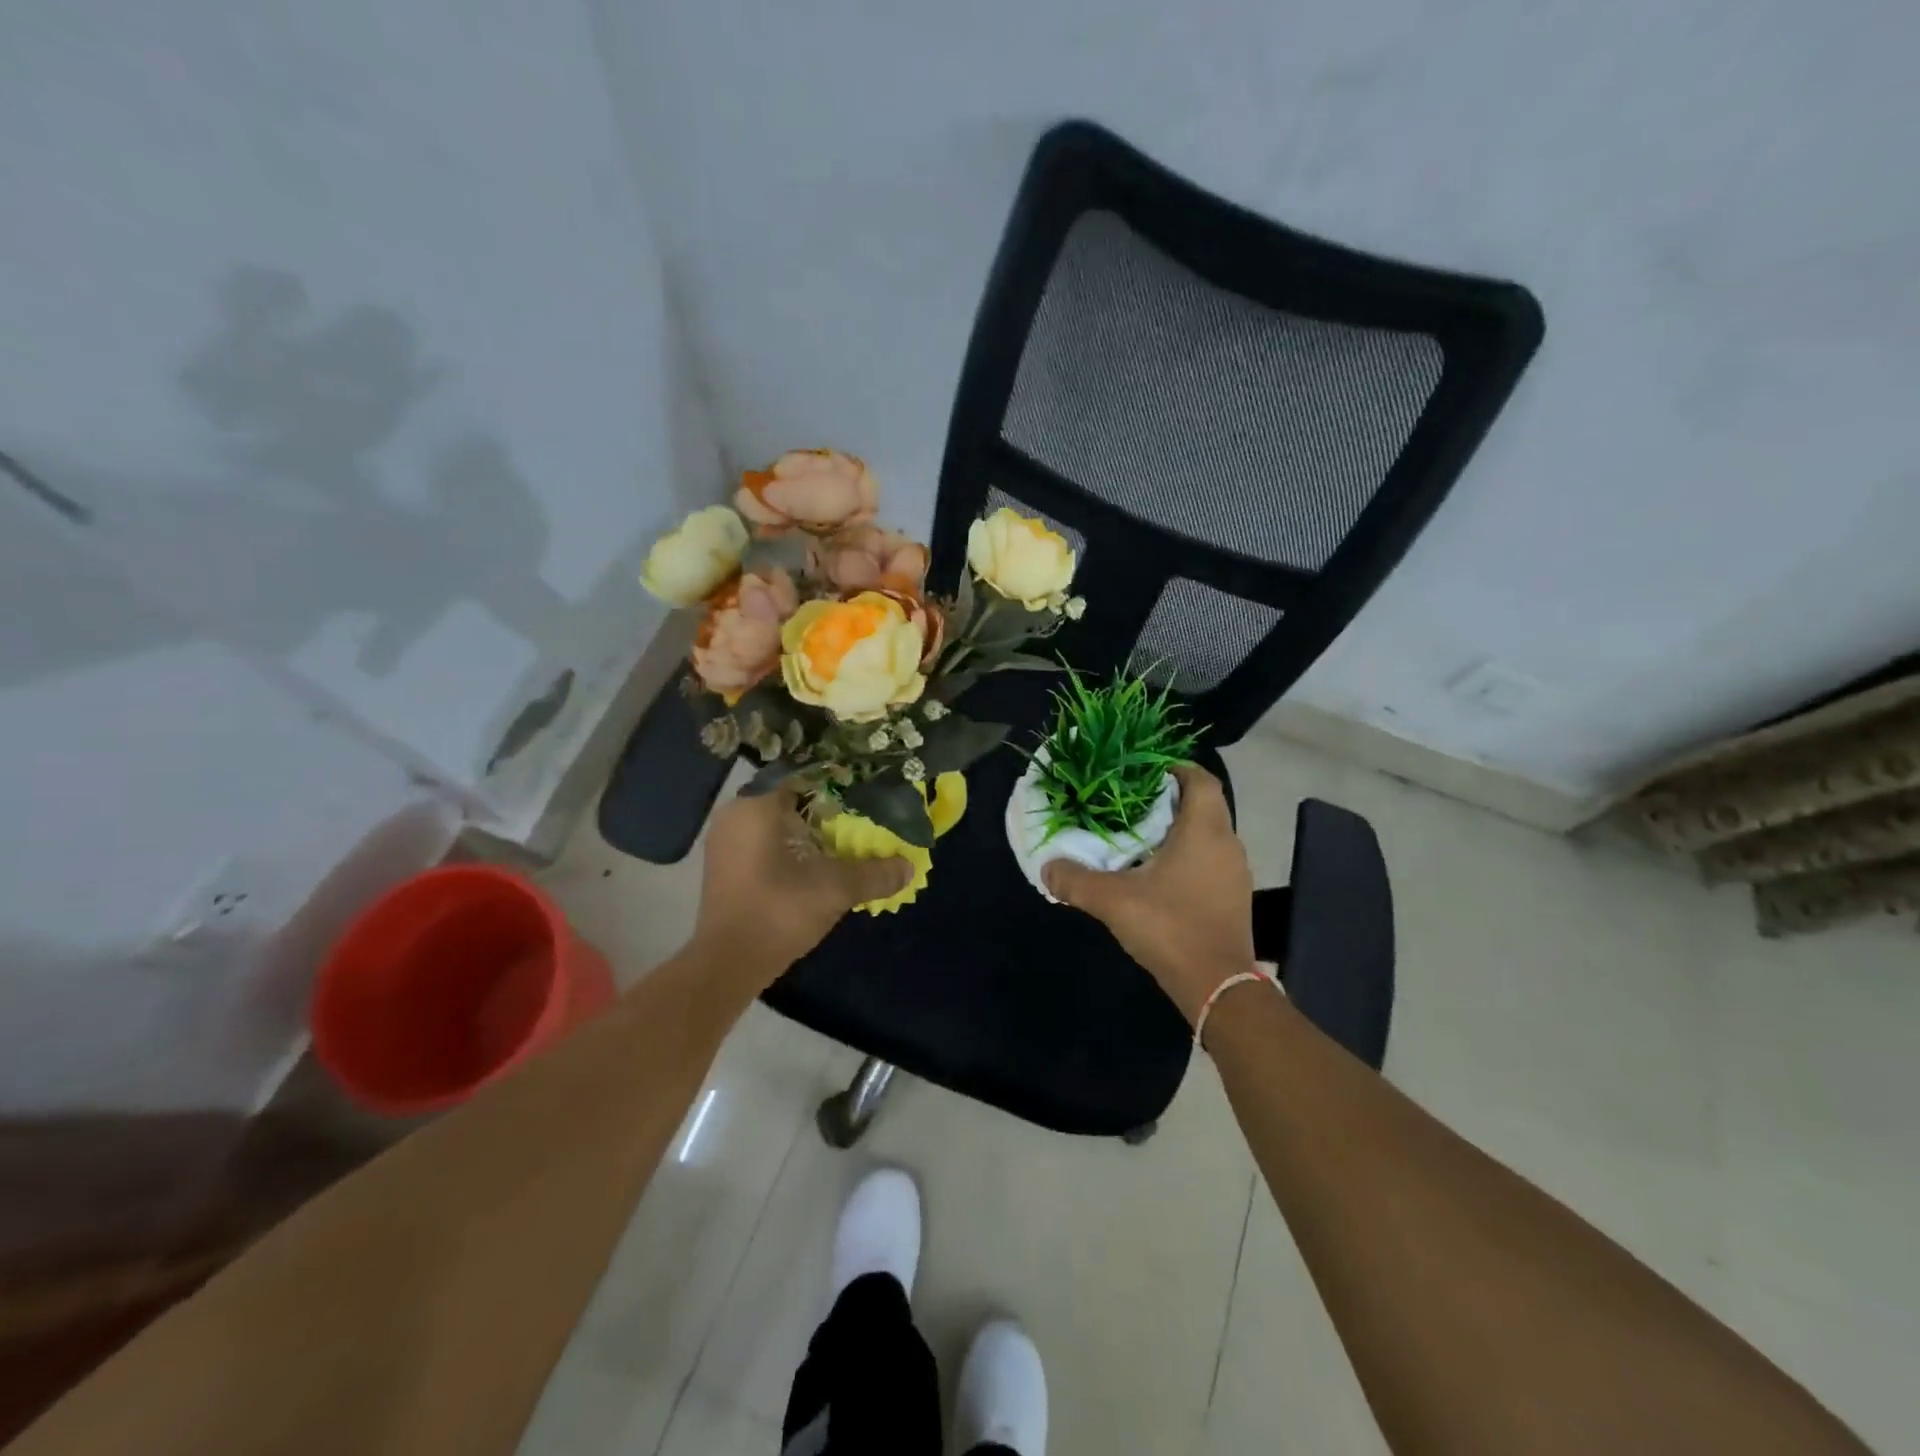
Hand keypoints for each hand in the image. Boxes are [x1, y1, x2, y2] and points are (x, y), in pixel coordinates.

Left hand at [692, 786, 912, 987]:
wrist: (728, 963)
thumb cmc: (779, 911)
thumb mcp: (836, 889)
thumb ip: (875, 873)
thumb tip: (909, 866)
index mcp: (758, 805)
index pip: (804, 775)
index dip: (838, 781)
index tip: (864, 791)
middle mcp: (736, 814)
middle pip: (790, 798)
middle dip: (825, 808)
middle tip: (859, 817)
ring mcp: (726, 841)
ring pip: (776, 822)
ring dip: (807, 829)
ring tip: (842, 840)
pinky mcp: (725, 865)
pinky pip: (763, 841)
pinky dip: (789, 846)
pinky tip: (814, 862)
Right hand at [1043, 764, 1255, 1022]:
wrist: (1218, 986)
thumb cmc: (1170, 927)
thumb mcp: (1113, 901)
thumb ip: (1075, 880)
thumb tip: (1047, 868)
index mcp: (1204, 830)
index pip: (1200, 779)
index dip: (1175, 768)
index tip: (1143, 773)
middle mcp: (1227, 843)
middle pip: (1204, 804)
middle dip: (1169, 800)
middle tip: (1130, 804)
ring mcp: (1235, 872)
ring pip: (1208, 834)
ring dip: (1179, 830)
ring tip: (1139, 838)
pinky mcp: (1234, 897)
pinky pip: (1211, 860)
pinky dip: (1187, 856)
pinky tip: (1158, 875)